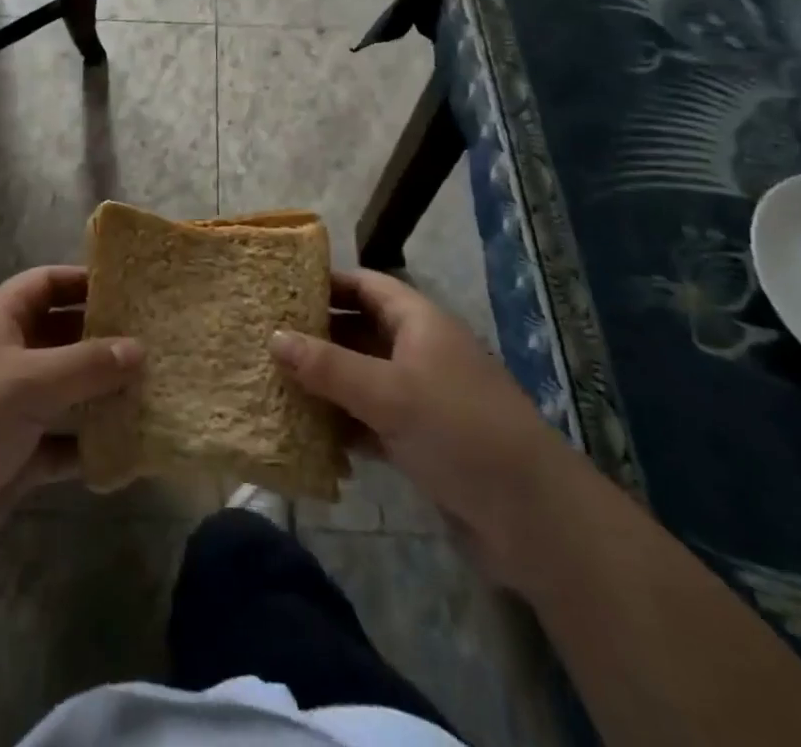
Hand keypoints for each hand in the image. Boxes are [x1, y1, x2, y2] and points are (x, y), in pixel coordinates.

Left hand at [0, 266, 141, 581]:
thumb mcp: (28, 380)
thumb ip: (87, 364)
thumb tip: (139, 348)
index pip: (46, 284)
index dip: (84, 281)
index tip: (131, 289)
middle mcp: (5, 357)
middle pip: (62, 337)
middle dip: (104, 340)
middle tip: (157, 343)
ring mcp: (10, 409)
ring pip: (67, 393)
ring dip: (103, 395)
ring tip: (155, 392)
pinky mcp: (15, 458)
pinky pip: (62, 444)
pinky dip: (89, 446)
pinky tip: (129, 449)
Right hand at [270, 269, 572, 582]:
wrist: (535, 519)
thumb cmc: (459, 430)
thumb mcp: (388, 393)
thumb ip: (328, 366)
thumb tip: (273, 337)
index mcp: (418, 322)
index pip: (366, 285)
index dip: (326, 282)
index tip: (280, 289)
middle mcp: (419, 351)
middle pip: (359, 331)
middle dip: (317, 336)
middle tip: (265, 339)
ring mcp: (422, 397)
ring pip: (362, 378)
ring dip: (325, 383)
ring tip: (274, 383)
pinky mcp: (422, 440)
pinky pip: (371, 420)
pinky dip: (343, 423)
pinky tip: (307, 433)